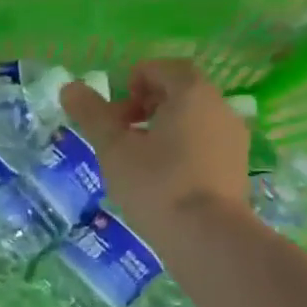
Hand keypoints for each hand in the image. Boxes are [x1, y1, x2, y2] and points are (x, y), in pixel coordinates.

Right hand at [59, 59, 249, 235]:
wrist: (208, 238)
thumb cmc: (157, 184)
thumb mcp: (114, 148)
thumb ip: (92, 114)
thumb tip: (69, 87)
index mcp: (192, 93)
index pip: (163, 68)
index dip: (134, 81)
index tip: (116, 113)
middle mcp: (220, 108)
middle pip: (180, 92)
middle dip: (146, 106)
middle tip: (121, 134)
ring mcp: (234, 139)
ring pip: (194, 119)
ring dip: (164, 128)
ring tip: (138, 159)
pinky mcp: (238, 168)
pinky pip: (206, 144)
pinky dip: (182, 149)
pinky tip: (163, 179)